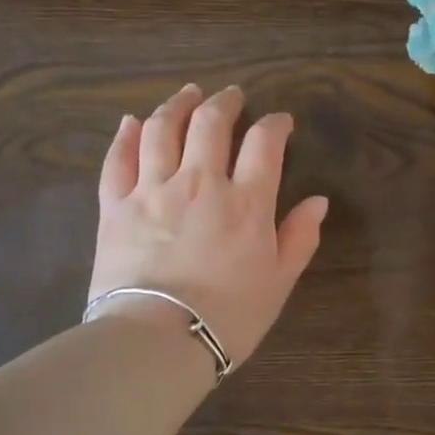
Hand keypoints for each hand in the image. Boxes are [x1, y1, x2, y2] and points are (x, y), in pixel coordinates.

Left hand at [88, 84, 328, 366]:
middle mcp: (200, 182)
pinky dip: (126, 135)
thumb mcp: (279, 283)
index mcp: (246, 202)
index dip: (275, 124)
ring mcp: (153, 190)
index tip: (280, 121)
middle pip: (211, 123)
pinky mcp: (115, 206)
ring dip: (177, 105)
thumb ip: (299, 238)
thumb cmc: (228, 317)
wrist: (158, 340)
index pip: (264, 143)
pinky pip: (117, 160)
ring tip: (187, 93)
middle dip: (224, 102)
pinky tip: (131, 121)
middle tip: (231, 95)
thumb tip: (318, 201)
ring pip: (163, 129)